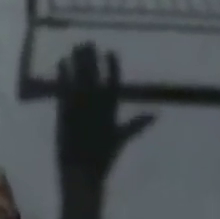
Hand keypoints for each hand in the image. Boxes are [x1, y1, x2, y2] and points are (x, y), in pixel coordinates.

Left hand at [55, 44, 153, 182]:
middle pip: (94, 75)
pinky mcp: (65, 111)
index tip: (110, 51)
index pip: (113, 82)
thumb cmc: (103, 159)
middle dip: (92, 58)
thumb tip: (157, 114)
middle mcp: (96, 105)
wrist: (81, 176)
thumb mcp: (121, 139)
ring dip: (77, 60)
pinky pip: (64, 87)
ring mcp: (80, 107)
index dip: (112, 66)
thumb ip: (137, 124)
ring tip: (76, 46)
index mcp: (110, 110)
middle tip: (88, 42)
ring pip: (79, 77)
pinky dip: (63, 73)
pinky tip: (62, 61)